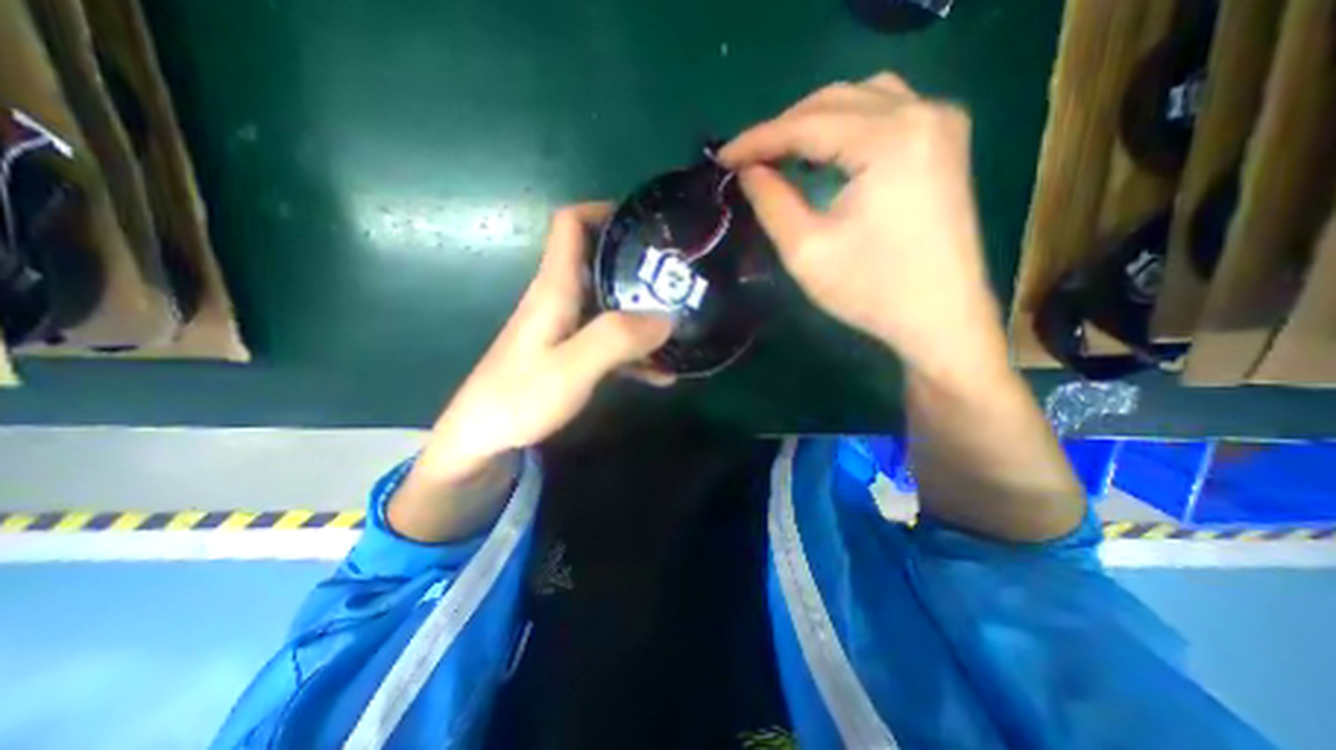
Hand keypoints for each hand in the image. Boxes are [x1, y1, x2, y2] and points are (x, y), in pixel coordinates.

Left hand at [415, 201, 674, 487]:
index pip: (570, 225)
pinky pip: (609, 342)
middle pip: (599, 263)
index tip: (645, 223)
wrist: (482, 442)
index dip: (603, 211)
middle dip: (638, 265)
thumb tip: (667, 317)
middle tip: (679, 277)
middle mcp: (560, 300)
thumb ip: (617, 339)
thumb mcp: (571, 368)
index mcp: (554, 289)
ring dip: (643, 313)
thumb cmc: (518, 399)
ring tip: (682, 325)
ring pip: (610, 305)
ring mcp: (566, 329)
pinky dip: (635, 351)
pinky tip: (661, 373)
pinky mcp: (570, 355)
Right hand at [726, 73, 1006, 382]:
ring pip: (859, 99)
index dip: (757, 139)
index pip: (807, 124)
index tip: (722, 157)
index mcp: (889, 141)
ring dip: (812, 122)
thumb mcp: (807, 251)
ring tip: (780, 155)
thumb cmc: (872, 290)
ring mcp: (939, 123)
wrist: (940, 318)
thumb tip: (748, 171)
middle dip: (783, 128)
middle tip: (747, 159)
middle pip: (834, 101)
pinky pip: (884, 112)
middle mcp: (921, 114)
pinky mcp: (944, 142)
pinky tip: (823, 153)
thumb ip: (771, 202)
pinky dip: (844, 127)